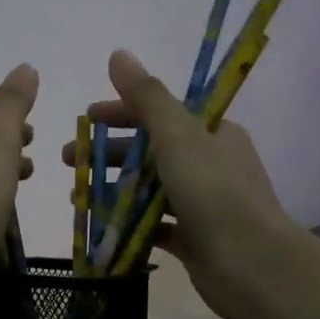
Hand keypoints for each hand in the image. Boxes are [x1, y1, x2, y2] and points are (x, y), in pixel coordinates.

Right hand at [65, 50, 293, 318]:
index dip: (120, 113)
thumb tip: (118, 54)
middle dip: (108, 155)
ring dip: (112, 191)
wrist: (252, 264)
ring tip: (77, 199)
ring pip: (148, 190)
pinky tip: (102, 229)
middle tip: (68, 162)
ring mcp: (202, 204)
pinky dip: (128, 225)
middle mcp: (209, 164)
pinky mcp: (194, 239)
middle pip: (150, 152)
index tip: (86, 119)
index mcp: (211, 134)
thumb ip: (146, 97)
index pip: (161, 114)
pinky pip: (154, 226)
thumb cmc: (213, 192)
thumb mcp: (177, 136)